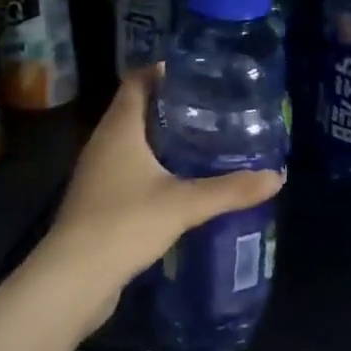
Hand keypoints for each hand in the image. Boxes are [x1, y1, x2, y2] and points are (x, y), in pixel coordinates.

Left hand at [41, 68, 284, 298]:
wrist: (74, 279)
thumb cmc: (125, 223)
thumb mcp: (185, 204)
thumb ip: (230, 189)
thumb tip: (277, 177)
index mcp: (119, 128)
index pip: (137, 81)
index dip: (163, 71)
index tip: (198, 73)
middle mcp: (103, 143)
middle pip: (136, 110)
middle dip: (171, 106)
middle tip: (212, 107)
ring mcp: (97, 173)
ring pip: (132, 142)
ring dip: (163, 139)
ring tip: (204, 141)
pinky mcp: (99, 201)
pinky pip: (129, 170)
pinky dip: (154, 168)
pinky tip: (181, 182)